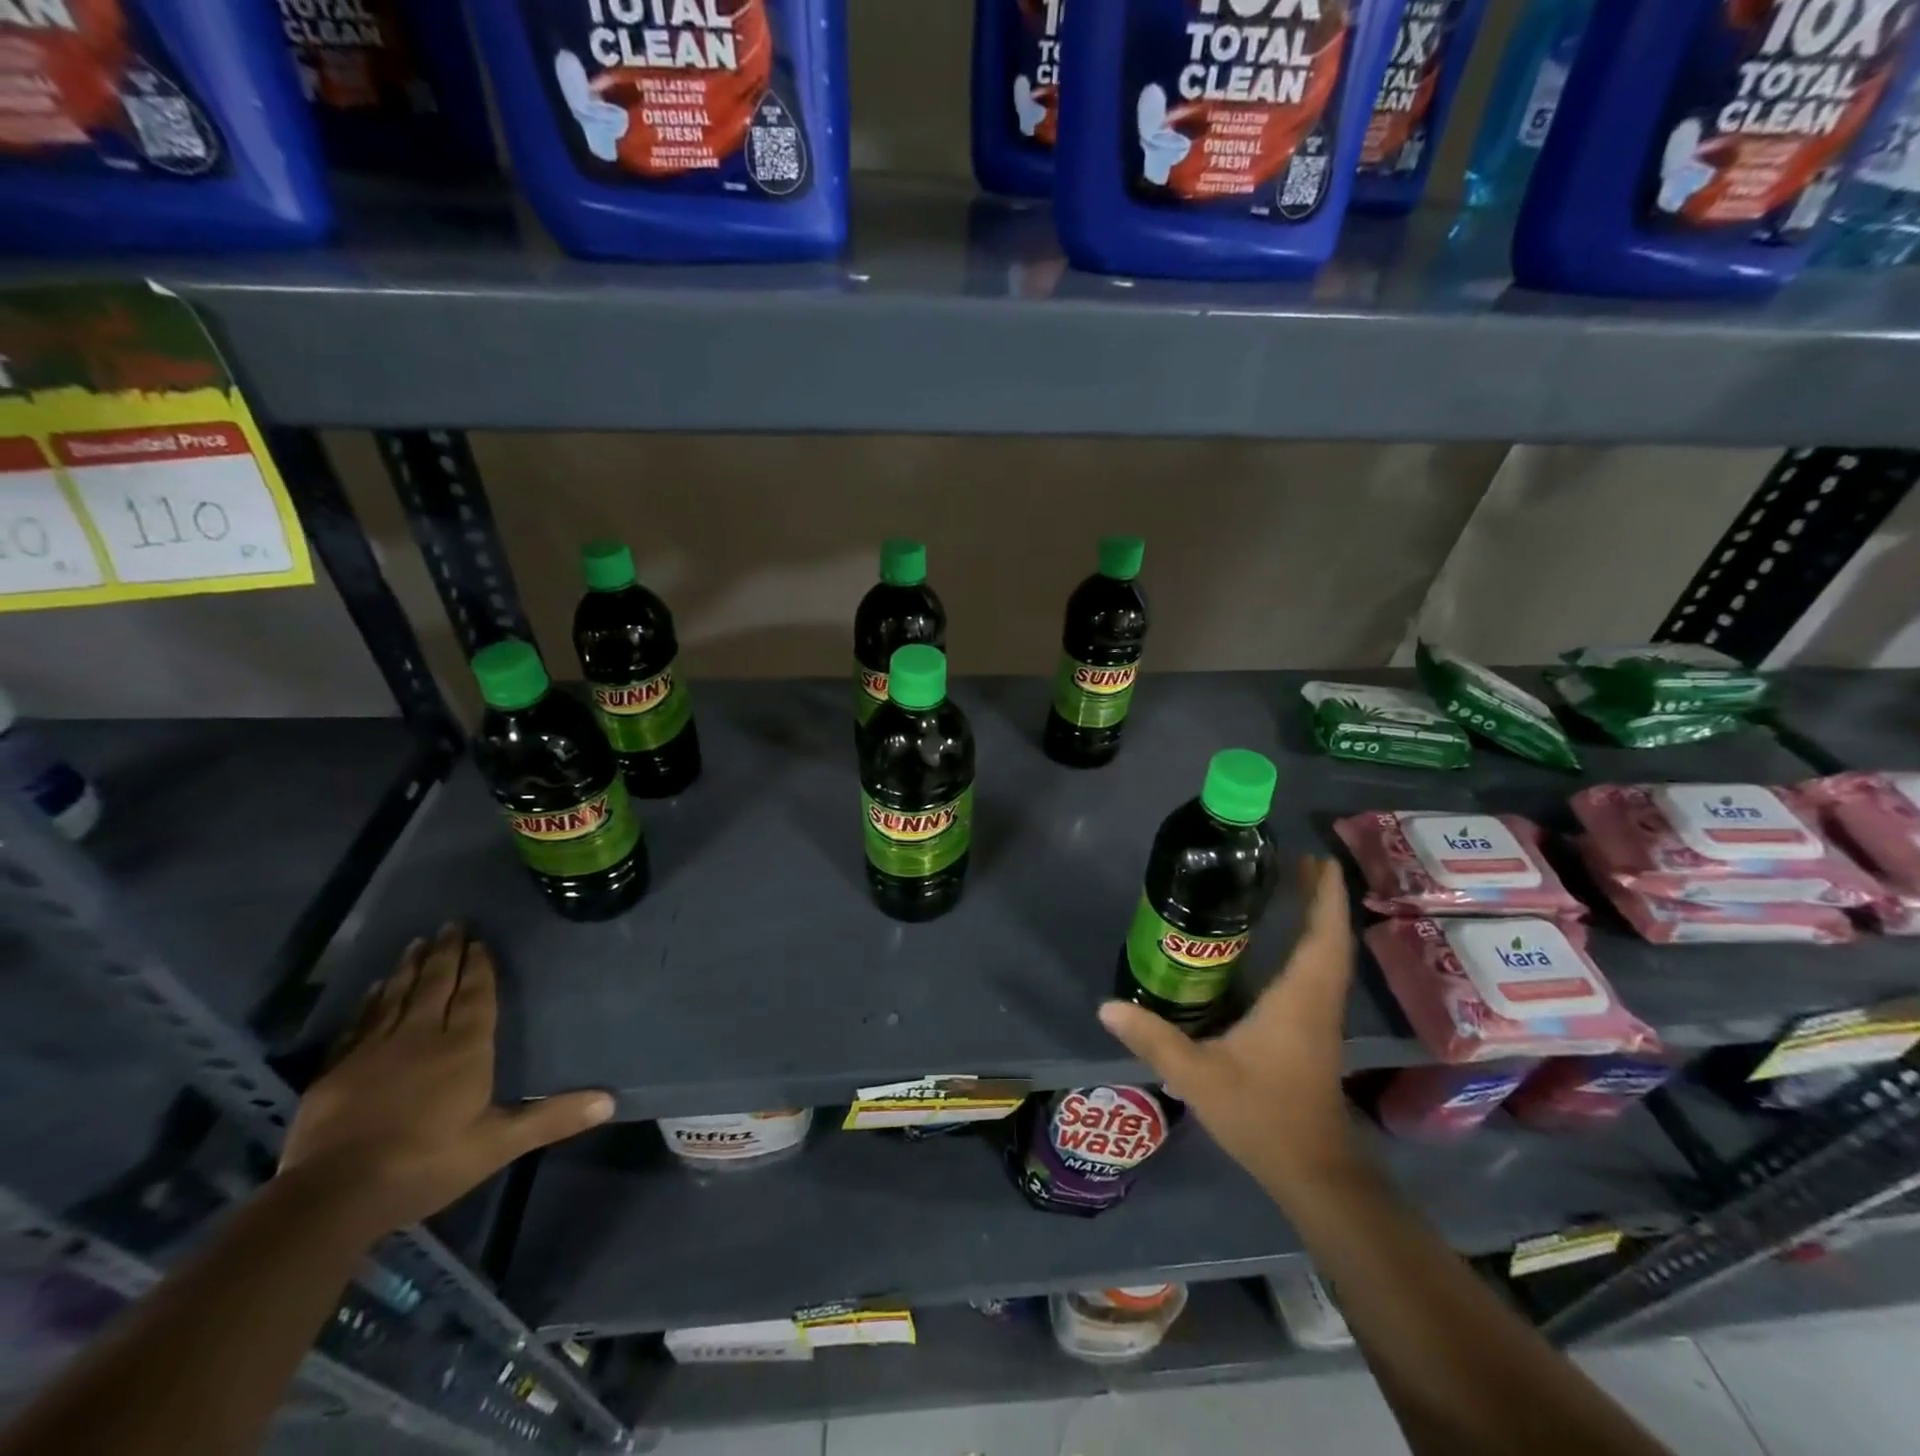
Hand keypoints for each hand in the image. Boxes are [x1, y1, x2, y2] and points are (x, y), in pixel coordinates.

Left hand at [279, 925, 614, 1236]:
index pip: (475, 996)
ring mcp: (375, 1050)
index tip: (480, 940)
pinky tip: (376, 987)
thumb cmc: (427, 1163)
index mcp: (464, 1049)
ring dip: (410, 968)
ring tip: (418, 942)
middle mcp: (421, 1037)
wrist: (333, 1196)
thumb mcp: (499, 1144)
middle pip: (437, 985)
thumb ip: (552, 1118)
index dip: (480, 967)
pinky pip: (360, 1022)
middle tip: (452, 924)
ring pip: (397, 996)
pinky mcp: (338, 1070)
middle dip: (446, 954)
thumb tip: (611, 1101)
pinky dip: (371, 1001)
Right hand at [1099, 858, 1361, 1192]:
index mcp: (1298, 999)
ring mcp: (1321, 1019)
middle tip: (1301, 863)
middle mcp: (1317, 1001)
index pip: (1321, 936)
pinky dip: (1312, 948)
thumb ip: (1153, 1038)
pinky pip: (1320, 975)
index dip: (1324, 897)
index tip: (1314, 860)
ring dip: (1320, 922)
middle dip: (1322, 899)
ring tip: (1298, 891)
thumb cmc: (1262, 1115)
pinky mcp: (1315, 1034)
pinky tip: (1286, 948)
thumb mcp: (1198, 1076)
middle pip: (1330, 939)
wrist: (1313, 1171)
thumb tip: (1106, 1006)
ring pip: (1329, 958)